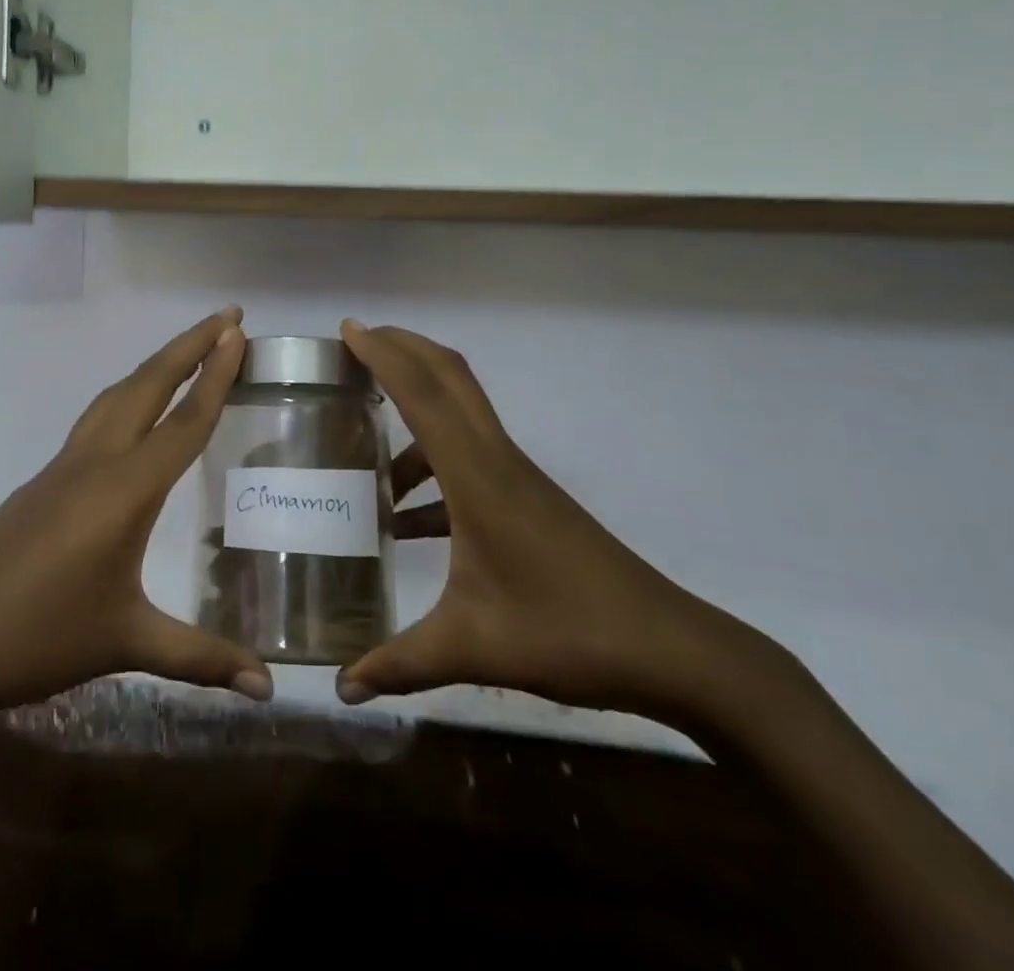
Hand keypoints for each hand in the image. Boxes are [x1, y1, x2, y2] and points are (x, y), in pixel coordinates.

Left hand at [0, 308, 272, 715]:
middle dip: (189, 345)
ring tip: (188, 350)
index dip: (217, 375)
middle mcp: (96, 461)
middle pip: (149, 385)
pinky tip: (132, 412)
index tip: (239, 332)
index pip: (184, 420)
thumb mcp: (125, 642)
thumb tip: (268, 687)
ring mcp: (63, 466)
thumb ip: (201, 658)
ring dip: (155, 365)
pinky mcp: (42, 480)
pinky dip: (127, 395)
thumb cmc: (39, 637)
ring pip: (117, 395)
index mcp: (124, 489)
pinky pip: (96, 418)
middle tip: (227, 316)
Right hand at [337, 321, 763, 721]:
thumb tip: (341, 687)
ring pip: (461, 411)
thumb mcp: (472, 647)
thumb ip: (400, 663)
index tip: (347, 328)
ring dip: (416, 406)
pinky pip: (469, 457)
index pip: (422, 393)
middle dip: (402, 347)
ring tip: (367, 438)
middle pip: (449, 376)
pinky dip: (432, 465)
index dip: (383, 353)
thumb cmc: (566, 633)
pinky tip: (405, 517)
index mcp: (477, 476)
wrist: (671, 650)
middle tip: (356, 343)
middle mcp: (496, 459)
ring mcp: (516, 476)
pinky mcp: (528, 498)